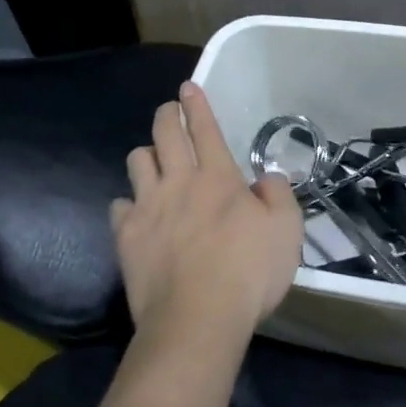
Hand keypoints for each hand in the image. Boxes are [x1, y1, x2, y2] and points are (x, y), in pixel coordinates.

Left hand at [111, 82, 307, 347]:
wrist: (197, 320)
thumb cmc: (248, 273)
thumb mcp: (286, 230)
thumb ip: (278, 195)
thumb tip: (265, 178)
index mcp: (217, 176)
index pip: (204, 127)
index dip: (196, 104)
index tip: (188, 87)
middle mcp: (178, 181)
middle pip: (164, 132)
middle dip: (166, 114)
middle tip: (170, 111)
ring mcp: (147, 207)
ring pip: (137, 161)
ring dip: (146, 156)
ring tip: (154, 162)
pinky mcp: (126, 236)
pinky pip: (118, 205)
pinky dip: (128, 205)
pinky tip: (136, 214)